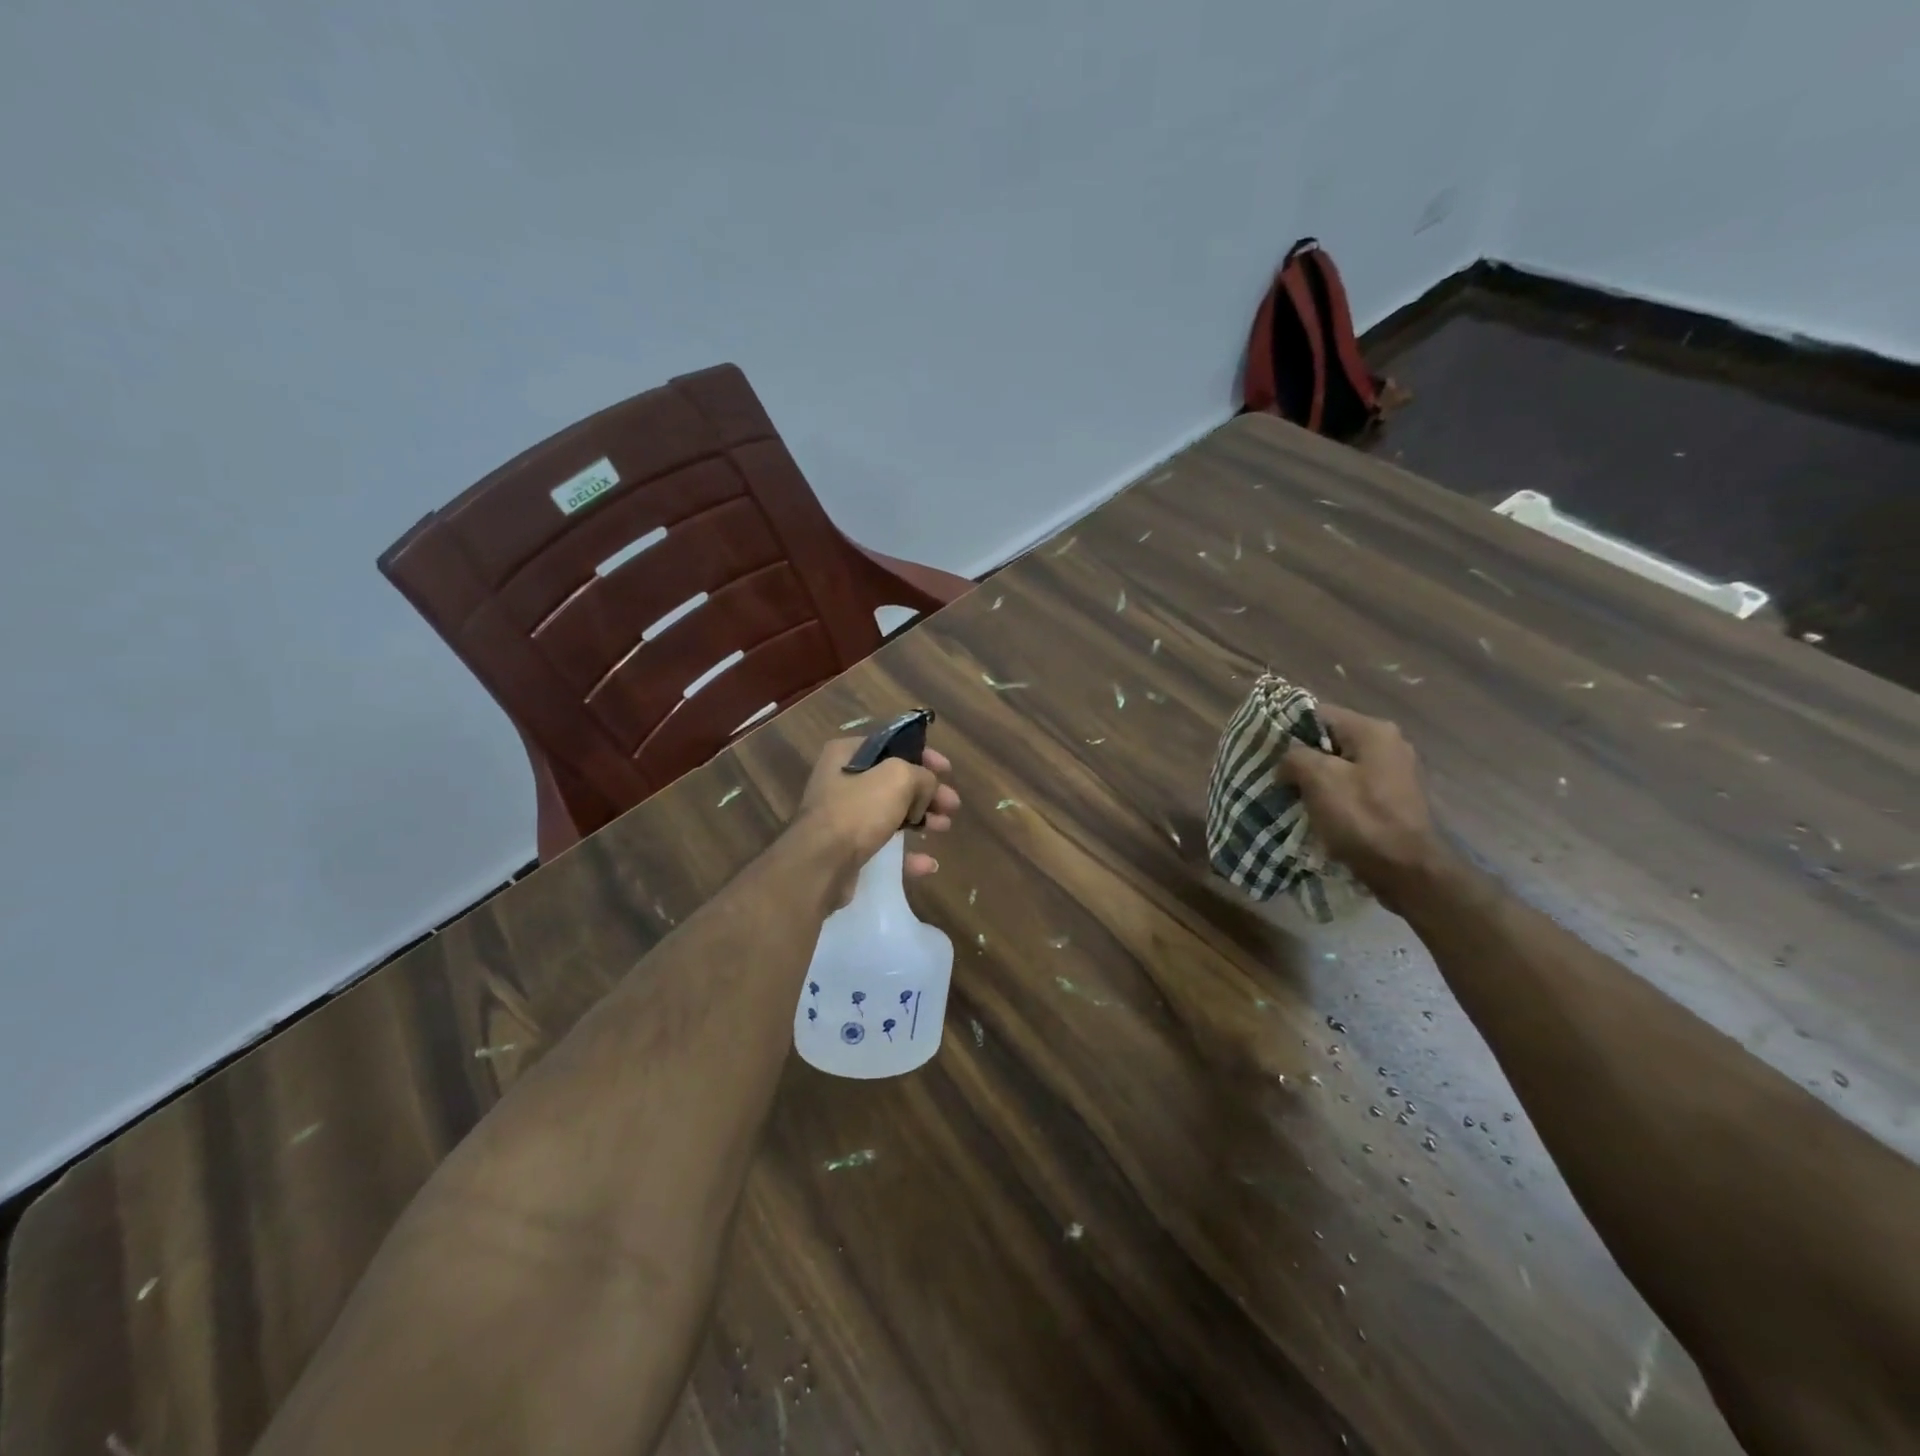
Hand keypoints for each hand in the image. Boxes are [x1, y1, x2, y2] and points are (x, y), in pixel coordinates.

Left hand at [792, 737, 960, 904]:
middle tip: (952, 804)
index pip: (892, 744)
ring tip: (944, 827)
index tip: (947, 770)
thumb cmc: (858, 811)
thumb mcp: (898, 778)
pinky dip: (906, 852)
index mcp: (847, 754)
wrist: (820, 865)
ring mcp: (843, 815)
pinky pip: (883, 844)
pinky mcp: (847, 847)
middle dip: (927, 792)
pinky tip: (927, 863)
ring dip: (922, 819)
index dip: (923, 754)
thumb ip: (921, 775)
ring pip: (892, 812)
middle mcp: (842, 780)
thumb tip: (926, 789)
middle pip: (895, 781)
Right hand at [1278, 703, 1452, 910]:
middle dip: (1301, 757)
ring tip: (1291, 796)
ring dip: (1315, 779)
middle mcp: (1389, 744)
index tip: (1266, 751)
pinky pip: (1353, 786)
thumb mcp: (1319, 779)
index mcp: (1373, 730)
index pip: (1318, 713)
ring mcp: (1395, 772)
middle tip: (1275, 776)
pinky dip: (1333, 795)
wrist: (1408, 871)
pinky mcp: (1394, 798)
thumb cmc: (1362, 818)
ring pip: (1340, 765)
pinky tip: (1317, 812)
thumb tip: (1287, 761)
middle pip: (1330, 740)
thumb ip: (1295, 757)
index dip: (1288, 729)